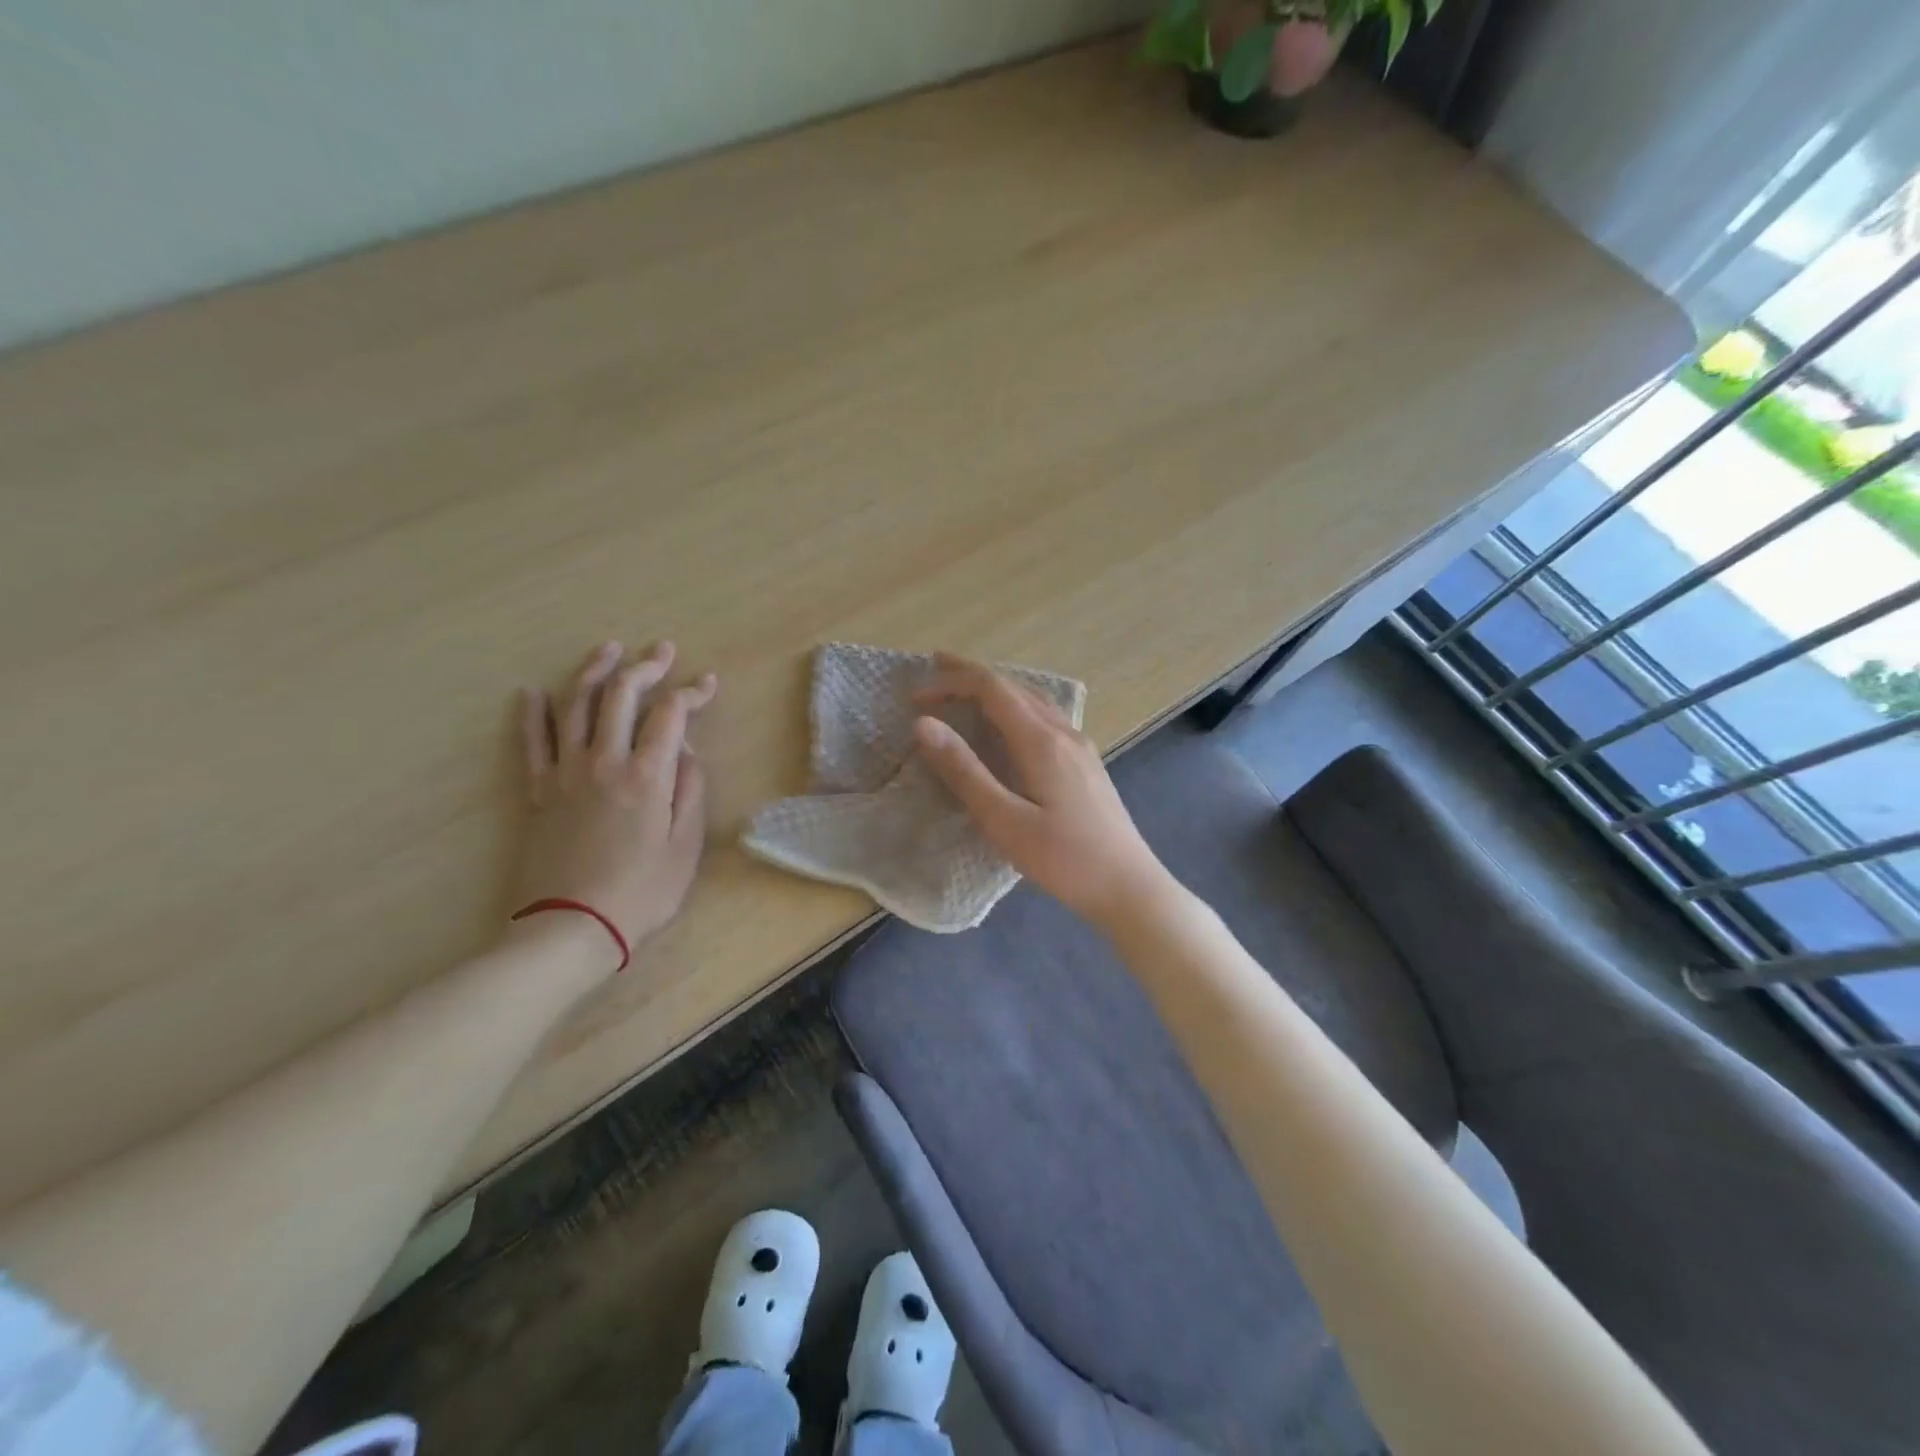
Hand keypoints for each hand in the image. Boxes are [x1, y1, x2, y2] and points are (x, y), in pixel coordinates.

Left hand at [514, 641, 717, 963]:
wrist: (570, 928)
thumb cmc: (641, 892)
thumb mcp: (686, 845)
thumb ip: (690, 790)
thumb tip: (686, 751)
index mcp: (647, 775)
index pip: (671, 714)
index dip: (691, 692)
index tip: (707, 683)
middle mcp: (604, 761)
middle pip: (621, 696)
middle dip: (645, 667)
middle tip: (661, 651)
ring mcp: (565, 773)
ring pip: (575, 706)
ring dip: (593, 672)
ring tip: (608, 651)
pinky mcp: (538, 791)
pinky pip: (532, 741)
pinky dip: (533, 713)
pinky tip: (533, 692)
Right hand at [911, 653, 1170, 928]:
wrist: (1129, 886)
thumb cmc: (1064, 861)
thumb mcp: (1004, 821)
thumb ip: (964, 771)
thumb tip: (924, 725)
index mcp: (1042, 742)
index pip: (993, 688)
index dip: (953, 682)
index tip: (917, 696)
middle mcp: (1064, 732)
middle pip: (1014, 685)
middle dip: (971, 675)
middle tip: (933, 670)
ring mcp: (1080, 745)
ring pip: (1033, 698)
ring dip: (996, 687)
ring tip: (965, 687)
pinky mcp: (1086, 762)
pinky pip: (1045, 715)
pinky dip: (1015, 704)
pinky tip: (1009, 722)